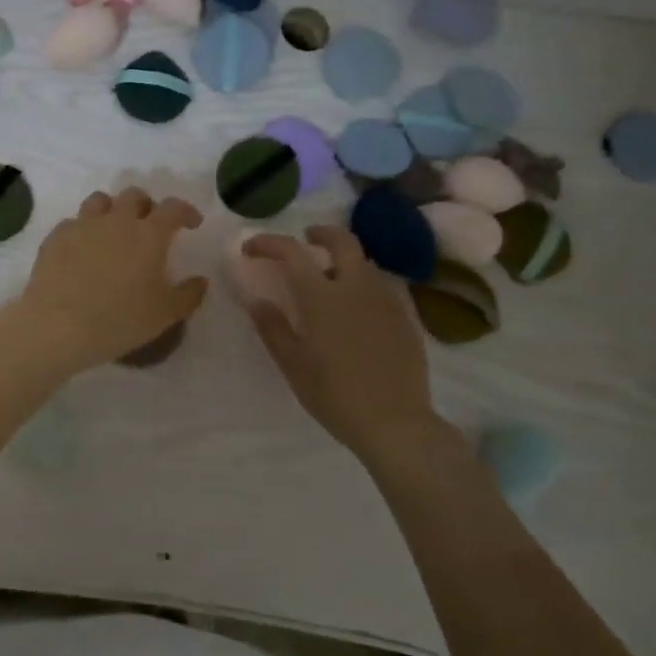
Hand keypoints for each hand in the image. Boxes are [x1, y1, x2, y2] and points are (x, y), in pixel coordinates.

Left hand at [10, 188, 207, 376]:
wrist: (58, 327)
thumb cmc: (119, 321)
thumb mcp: (164, 315)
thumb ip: (188, 294)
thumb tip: (201, 280)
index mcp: (148, 235)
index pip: (173, 208)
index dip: (185, 211)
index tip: (191, 223)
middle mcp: (116, 221)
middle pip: (134, 195)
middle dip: (146, 206)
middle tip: (149, 225)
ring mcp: (82, 226)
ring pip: (100, 201)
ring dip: (112, 210)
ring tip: (113, 230)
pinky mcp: (55, 238)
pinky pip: (72, 223)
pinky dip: (83, 230)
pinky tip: (82, 250)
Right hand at [242, 227, 454, 461]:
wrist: (396, 423)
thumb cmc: (335, 396)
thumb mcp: (293, 365)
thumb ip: (273, 328)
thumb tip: (256, 300)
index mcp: (324, 297)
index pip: (293, 253)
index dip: (269, 244)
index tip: (251, 249)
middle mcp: (357, 288)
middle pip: (343, 240)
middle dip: (320, 233)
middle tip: (305, 239)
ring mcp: (386, 300)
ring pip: (364, 262)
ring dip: (342, 258)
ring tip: (327, 277)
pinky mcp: (405, 317)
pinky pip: (380, 286)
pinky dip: (361, 282)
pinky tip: (354, 307)